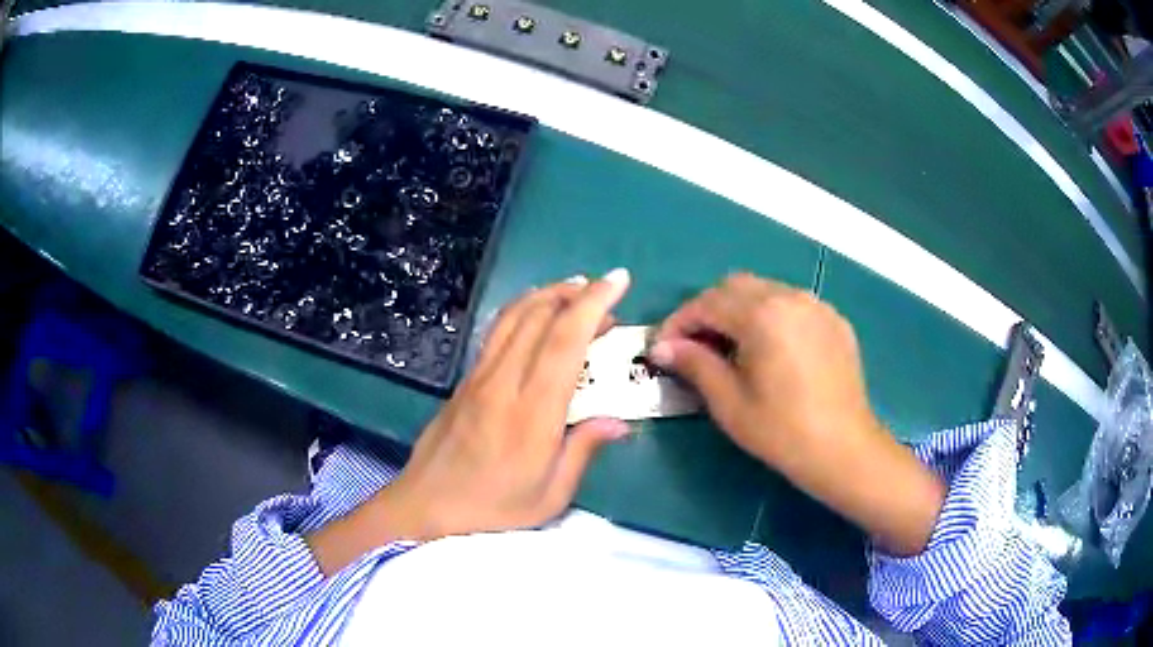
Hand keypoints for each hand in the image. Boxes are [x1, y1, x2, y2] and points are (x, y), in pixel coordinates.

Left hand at [309, 270, 632, 573]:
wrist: (426, 505)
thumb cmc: (493, 508)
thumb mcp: (550, 495)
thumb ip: (584, 450)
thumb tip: (620, 421)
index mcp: (533, 413)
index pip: (564, 341)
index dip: (593, 304)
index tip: (618, 281)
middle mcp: (504, 382)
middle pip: (539, 317)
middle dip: (576, 292)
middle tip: (605, 291)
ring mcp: (480, 376)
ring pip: (514, 316)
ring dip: (547, 294)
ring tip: (576, 290)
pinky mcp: (465, 378)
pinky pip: (497, 330)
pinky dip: (522, 309)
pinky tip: (536, 312)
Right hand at [648, 273, 944, 555]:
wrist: (844, 449)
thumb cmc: (782, 431)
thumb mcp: (730, 403)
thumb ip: (695, 365)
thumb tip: (663, 347)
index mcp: (762, 315)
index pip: (707, 303)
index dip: (678, 322)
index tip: (661, 347)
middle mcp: (790, 297)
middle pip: (735, 286)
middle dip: (707, 310)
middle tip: (692, 345)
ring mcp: (816, 305)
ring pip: (765, 291)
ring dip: (738, 310)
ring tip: (729, 346)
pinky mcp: (834, 320)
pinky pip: (792, 304)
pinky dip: (770, 315)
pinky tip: (769, 348)